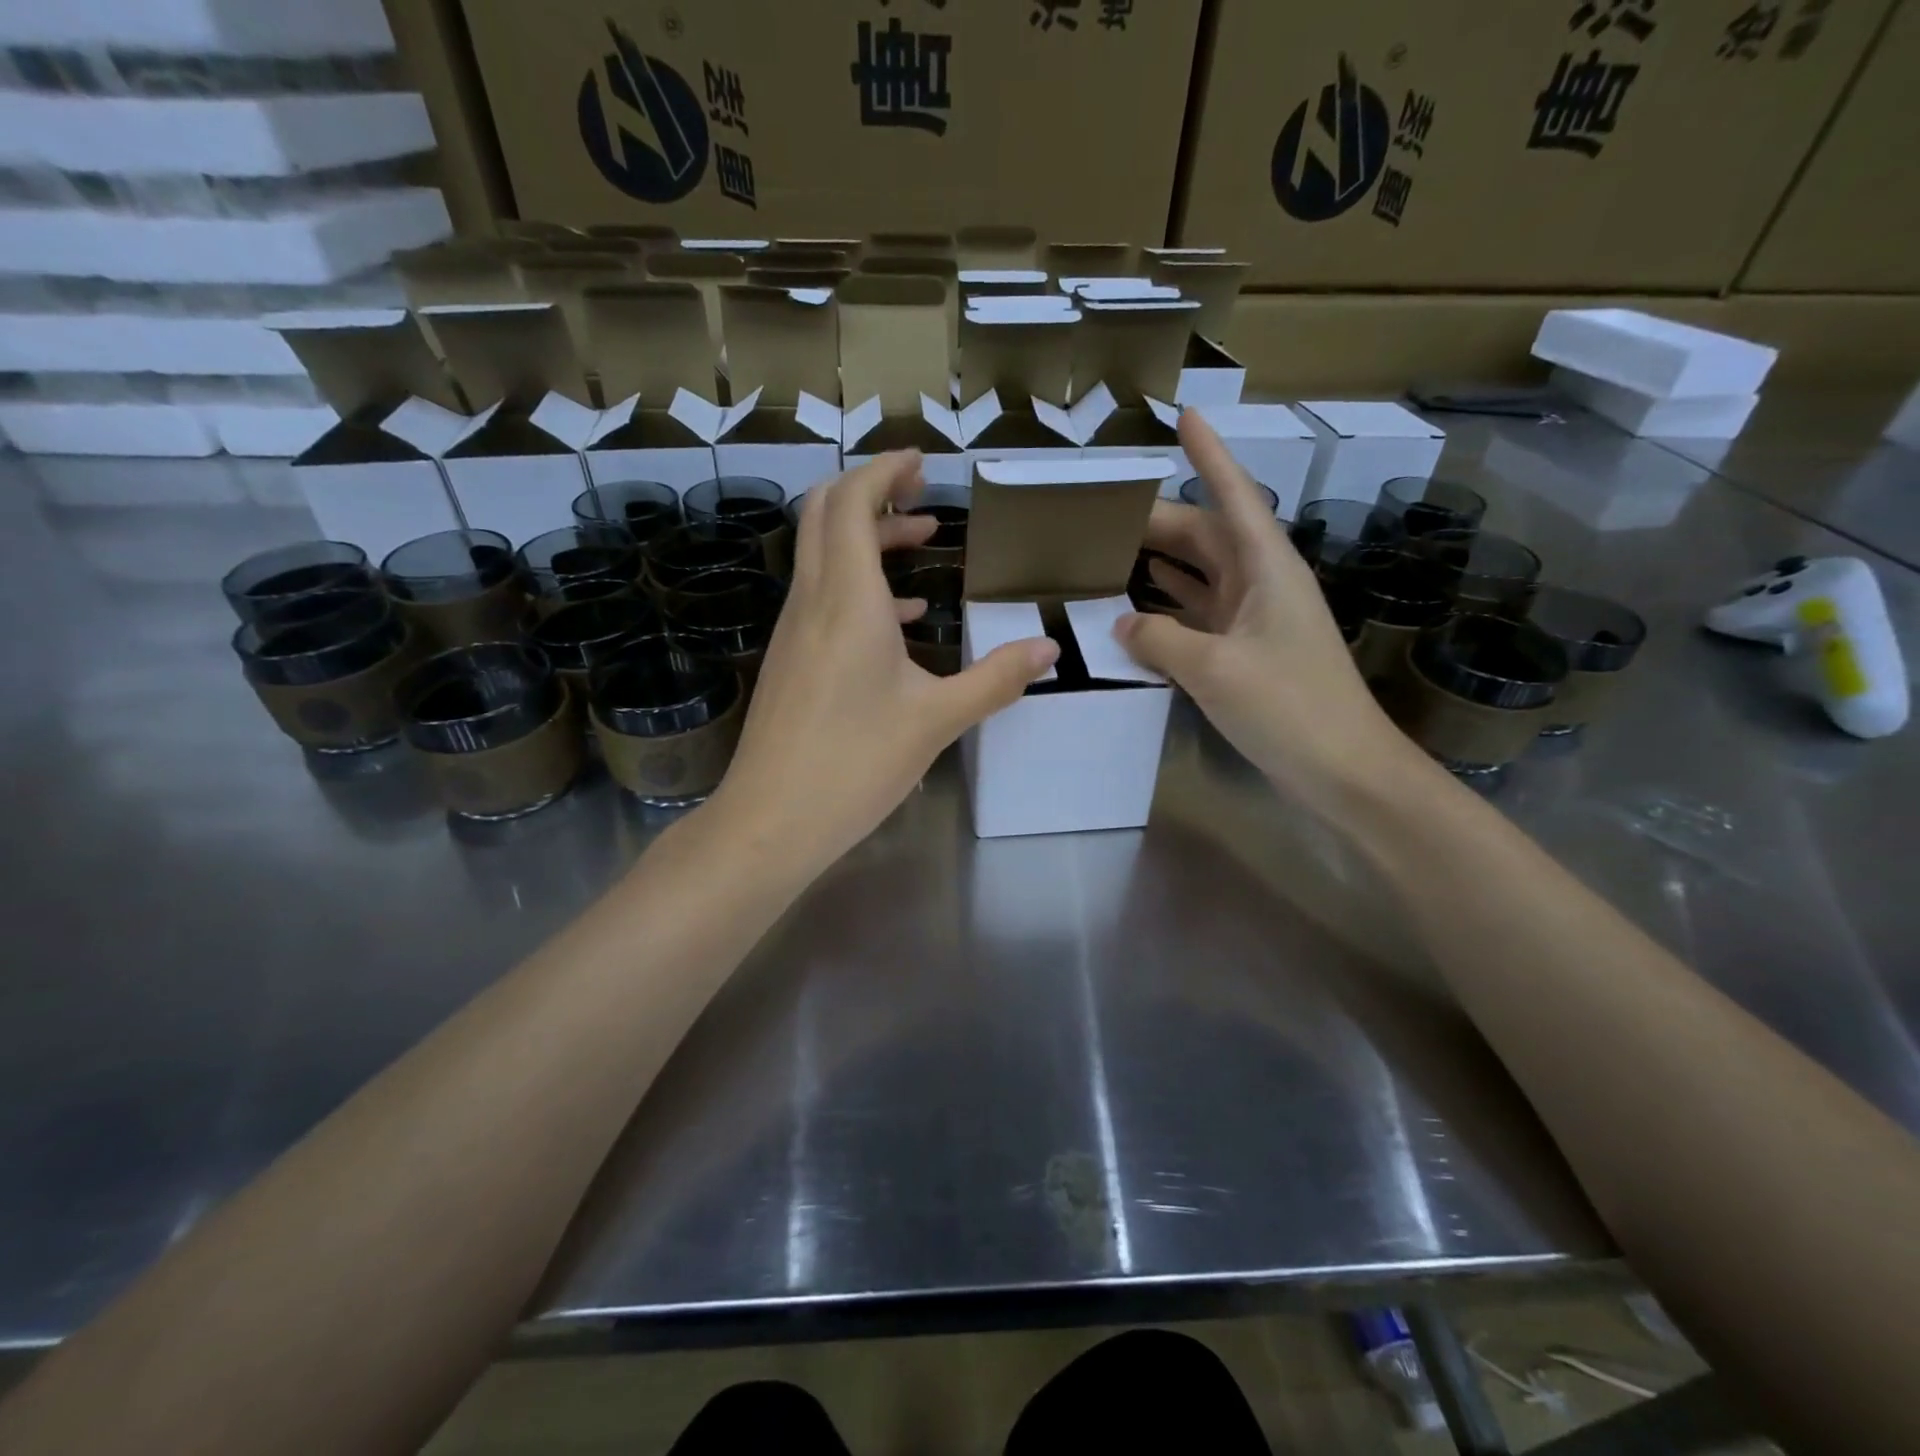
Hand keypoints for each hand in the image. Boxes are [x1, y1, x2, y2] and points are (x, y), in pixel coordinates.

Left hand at [711, 451, 1059, 870]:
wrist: (770, 821)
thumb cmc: (855, 764)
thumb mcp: (936, 720)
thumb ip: (995, 679)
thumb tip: (1048, 650)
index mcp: (846, 600)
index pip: (851, 503)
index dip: (884, 471)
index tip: (921, 464)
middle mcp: (811, 601)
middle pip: (825, 514)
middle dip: (871, 493)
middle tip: (920, 495)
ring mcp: (793, 631)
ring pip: (822, 555)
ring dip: (866, 539)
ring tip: (921, 542)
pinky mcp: (790, 661)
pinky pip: (822, 598)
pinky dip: (859, 585)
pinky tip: (901, 617)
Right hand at [1115, 410, 1423, 811]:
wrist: (1343, 770)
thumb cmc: (1288, 707)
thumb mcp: (1213, 669)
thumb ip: (1159, 638)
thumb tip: (1122, 621)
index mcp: (1266, 568)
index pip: (1233, 495)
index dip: (1209, 455)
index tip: (1185, 415)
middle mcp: (1261, 584)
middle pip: (1204, 537)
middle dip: (1157, 522)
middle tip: (1100, 518)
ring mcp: (1253, 621)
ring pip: (1198, 577)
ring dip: (1158, 565)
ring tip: (1107, 555)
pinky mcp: (1245, 654)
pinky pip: (1197, 617)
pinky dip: (1166, 610)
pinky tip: (1132, 612)